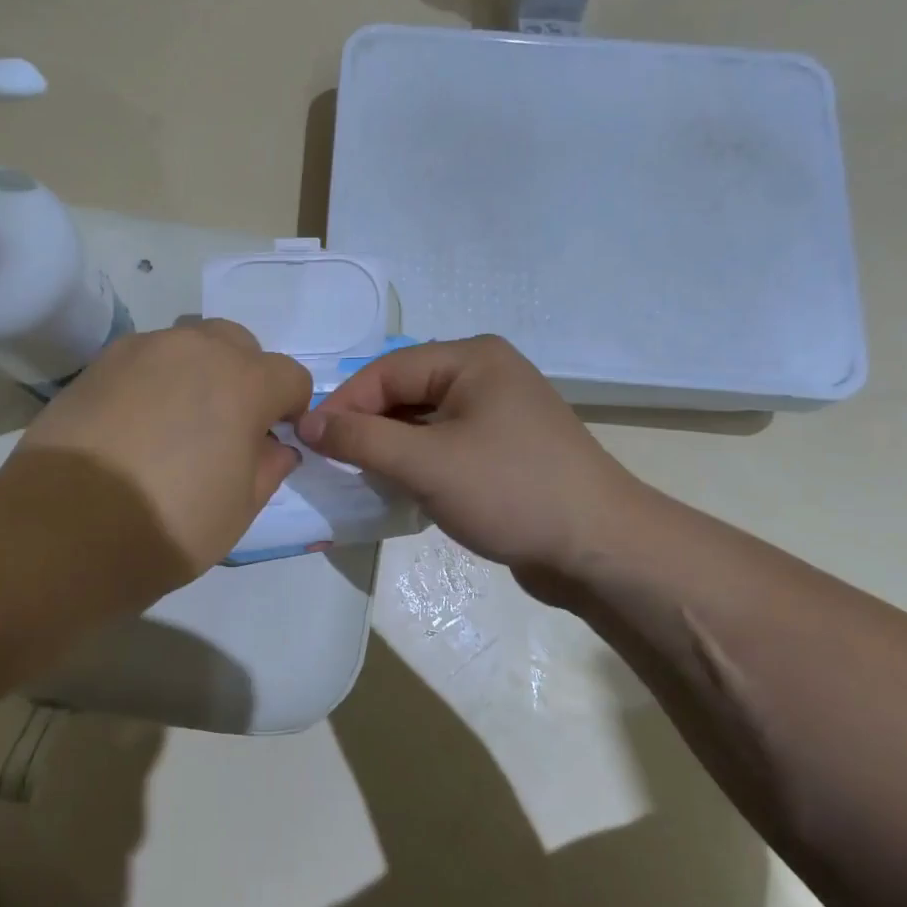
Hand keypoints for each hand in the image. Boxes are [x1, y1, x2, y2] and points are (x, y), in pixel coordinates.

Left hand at [5, 320, 310, 591]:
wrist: (65, 527)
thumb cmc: (169, 523)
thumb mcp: (240, 509)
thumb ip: (269, 467)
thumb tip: (275, 446)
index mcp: (243, 382)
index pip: (290, 376)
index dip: (291, 407)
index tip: (275, 438)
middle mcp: (196, 349)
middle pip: (239, 344)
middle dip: (245, 377)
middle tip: (227, 426)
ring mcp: (142, 350)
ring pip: (188, 345)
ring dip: (198, 373)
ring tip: (176, 423)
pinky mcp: (99, 363)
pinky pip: (145, 360)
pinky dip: (155, 380)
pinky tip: (136, 423)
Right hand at [298, 336, 646, 593]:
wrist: (599, 548)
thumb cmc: (510, 492)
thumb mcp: (426, 463)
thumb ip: (361, 438)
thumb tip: (306, 423)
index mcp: (472, 359)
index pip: (387, 371)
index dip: (344, 404)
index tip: (309, 442)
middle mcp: (486, 375)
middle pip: (405, 392)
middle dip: (367, 427)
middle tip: (332, 464)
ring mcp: (499, 413)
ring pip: (423, 422)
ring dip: (391, 448)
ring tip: (362, 478)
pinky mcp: (504, 449)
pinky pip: (445, 445)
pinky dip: (418, 463)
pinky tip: (401, 489)